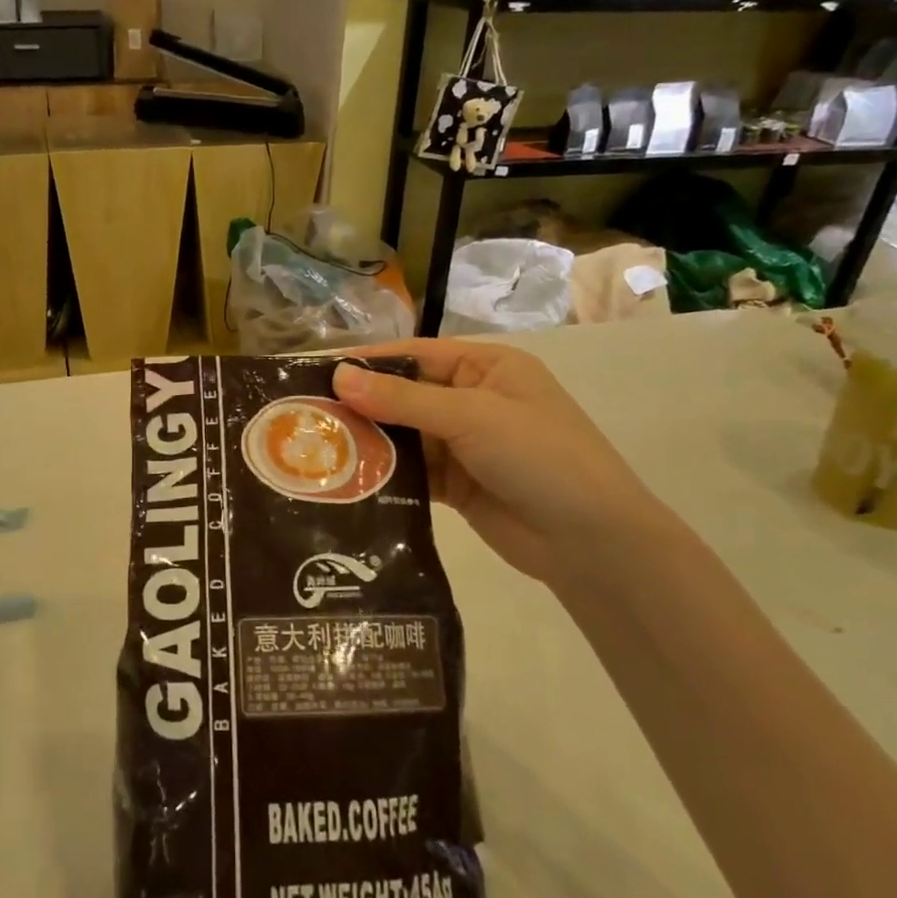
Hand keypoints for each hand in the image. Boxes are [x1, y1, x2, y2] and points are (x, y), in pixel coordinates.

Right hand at [333, 341, 670, 581]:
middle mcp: (472, 400)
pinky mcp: (457, 485)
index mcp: (486, 367)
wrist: (590, 541)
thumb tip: (338, 377)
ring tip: (316, 449)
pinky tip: (347, 480)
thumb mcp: (472, 417)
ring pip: (404, 436)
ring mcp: (464, 445)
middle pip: (404, 395)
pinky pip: (412, 472)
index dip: (367, 363)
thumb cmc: (540, 456)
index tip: (316, 373)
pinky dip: (385, 475)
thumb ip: (403, 400)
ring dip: (369, 442)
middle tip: (306, 417)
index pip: (414, 355)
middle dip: (361, 405)